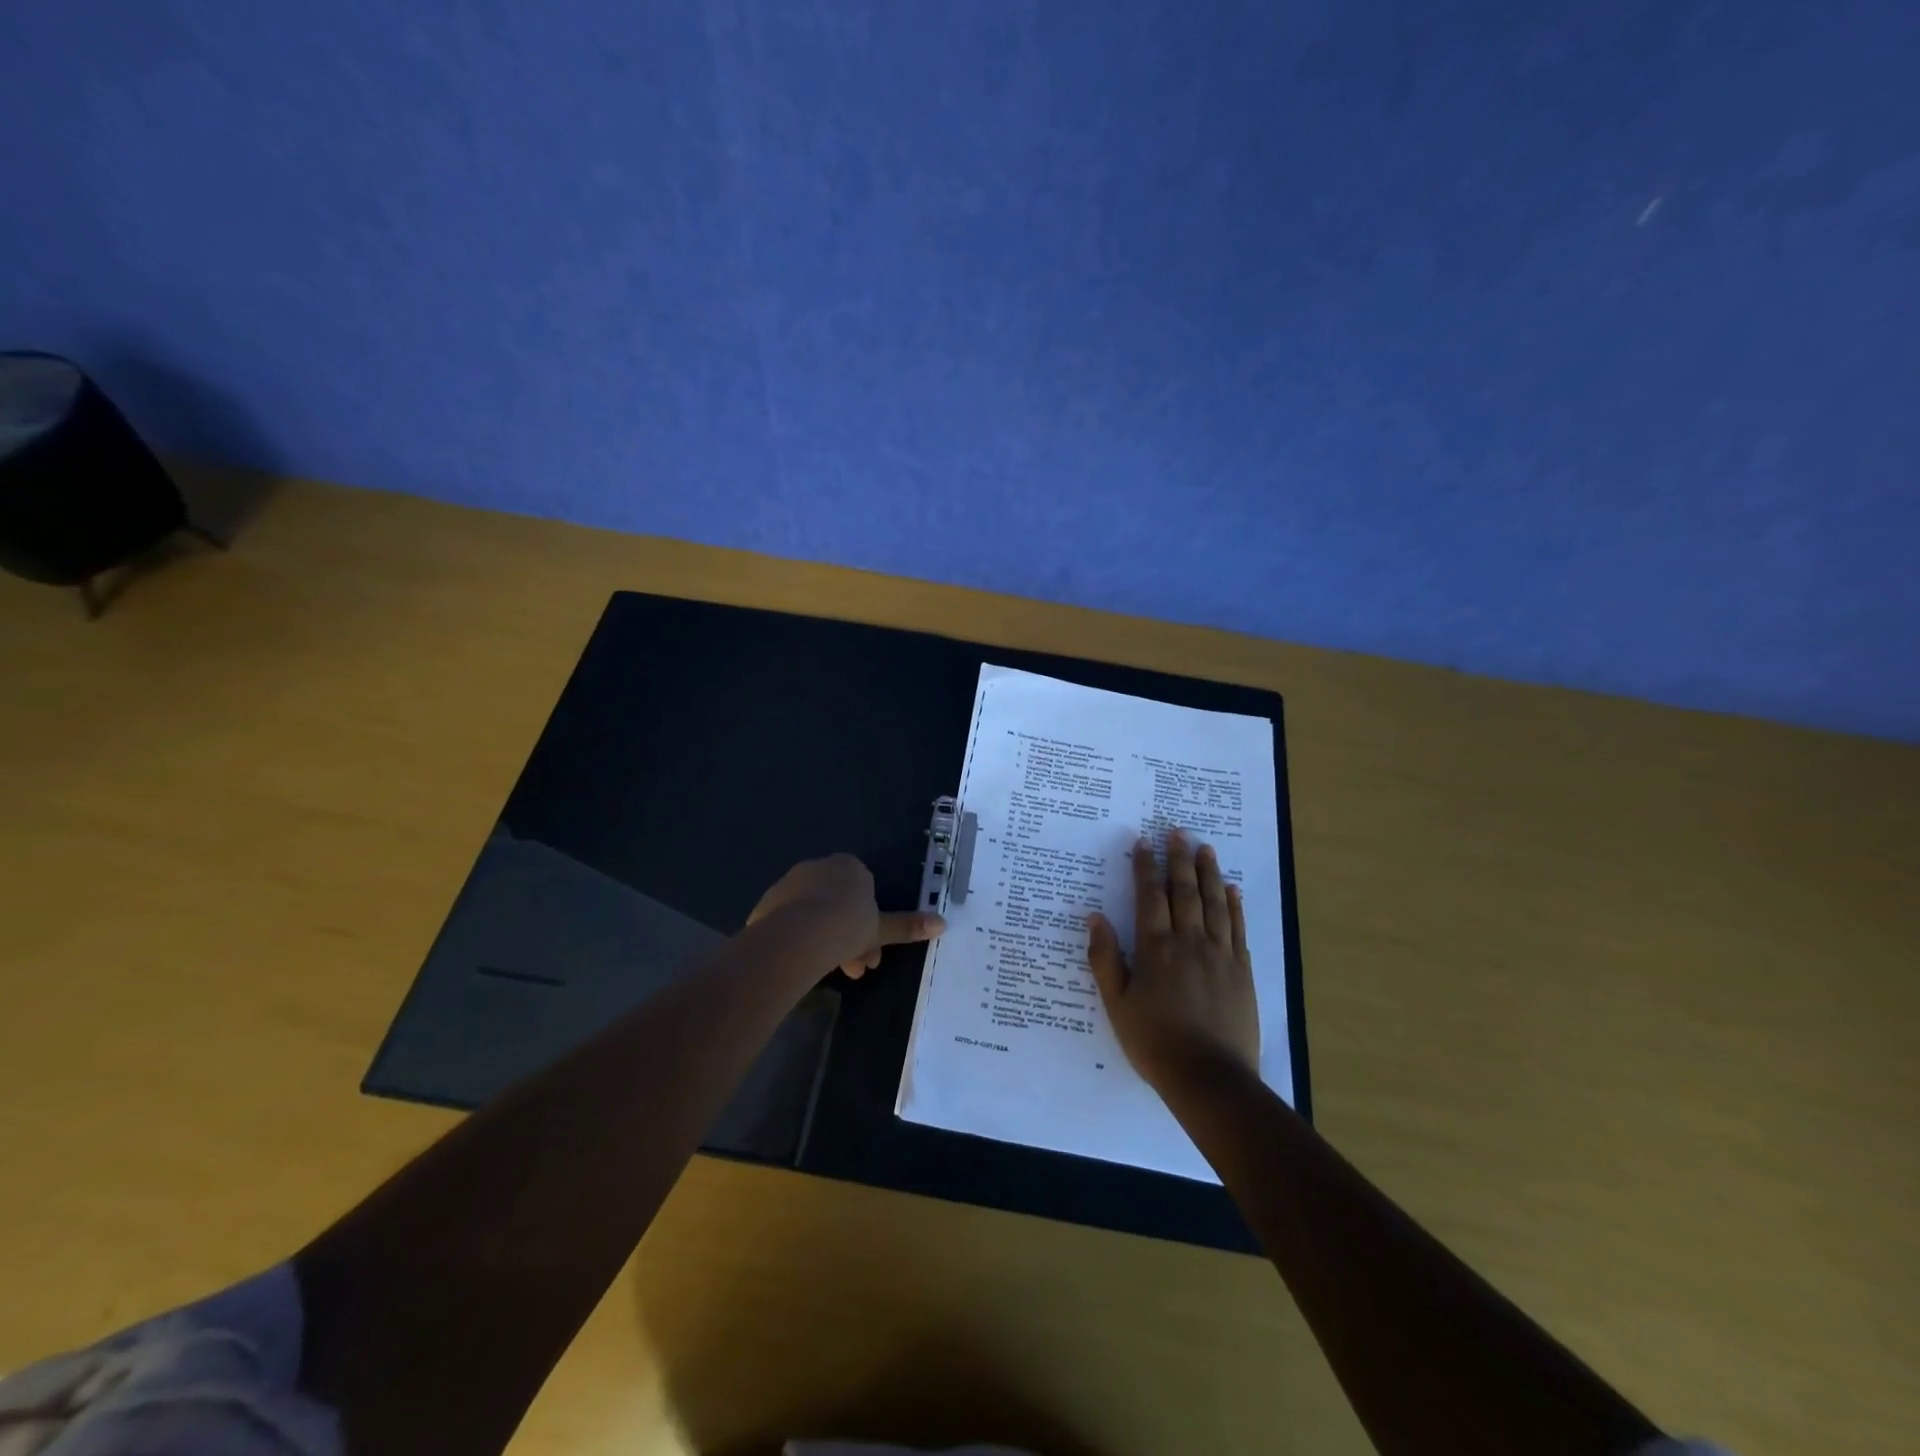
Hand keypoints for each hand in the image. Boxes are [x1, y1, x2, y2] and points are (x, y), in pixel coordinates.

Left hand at [748, 853, 943, 977]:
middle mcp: (818, 867)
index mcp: (849, 867)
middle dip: (848, 937)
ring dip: (825, 939)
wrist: (795, 937)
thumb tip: (942, 923)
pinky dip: (799, 939)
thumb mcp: (880, 930)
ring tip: (828, 973)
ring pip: (814, 913)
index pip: (864, 891)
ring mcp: (790, 883)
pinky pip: (790, 922)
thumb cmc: (846, 927)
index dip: (870, 922)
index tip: (872, 951)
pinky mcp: (767, 903)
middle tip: (855, 969)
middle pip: (838, 904)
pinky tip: (802, 962)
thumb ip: (907, 925)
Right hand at [1085, 830, 1259, 1092]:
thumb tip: (1095, 918)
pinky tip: (1233, 889)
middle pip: (1184, 891)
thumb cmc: (1155, 1042)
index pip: (1150, 896)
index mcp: (1156, 948)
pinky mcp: (1242, 970)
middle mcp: (1189, 941)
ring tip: (1205, 848)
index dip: (1145, 867)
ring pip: (1214, 903)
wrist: (1209, 1077)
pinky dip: (1235, 905)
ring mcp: (1220, 954)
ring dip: (1209, 872)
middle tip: (1177, 831)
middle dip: (1178, 858)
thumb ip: (1105, 959)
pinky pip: (1238, 928)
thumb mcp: (1117, 1004)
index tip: (1143, 842)